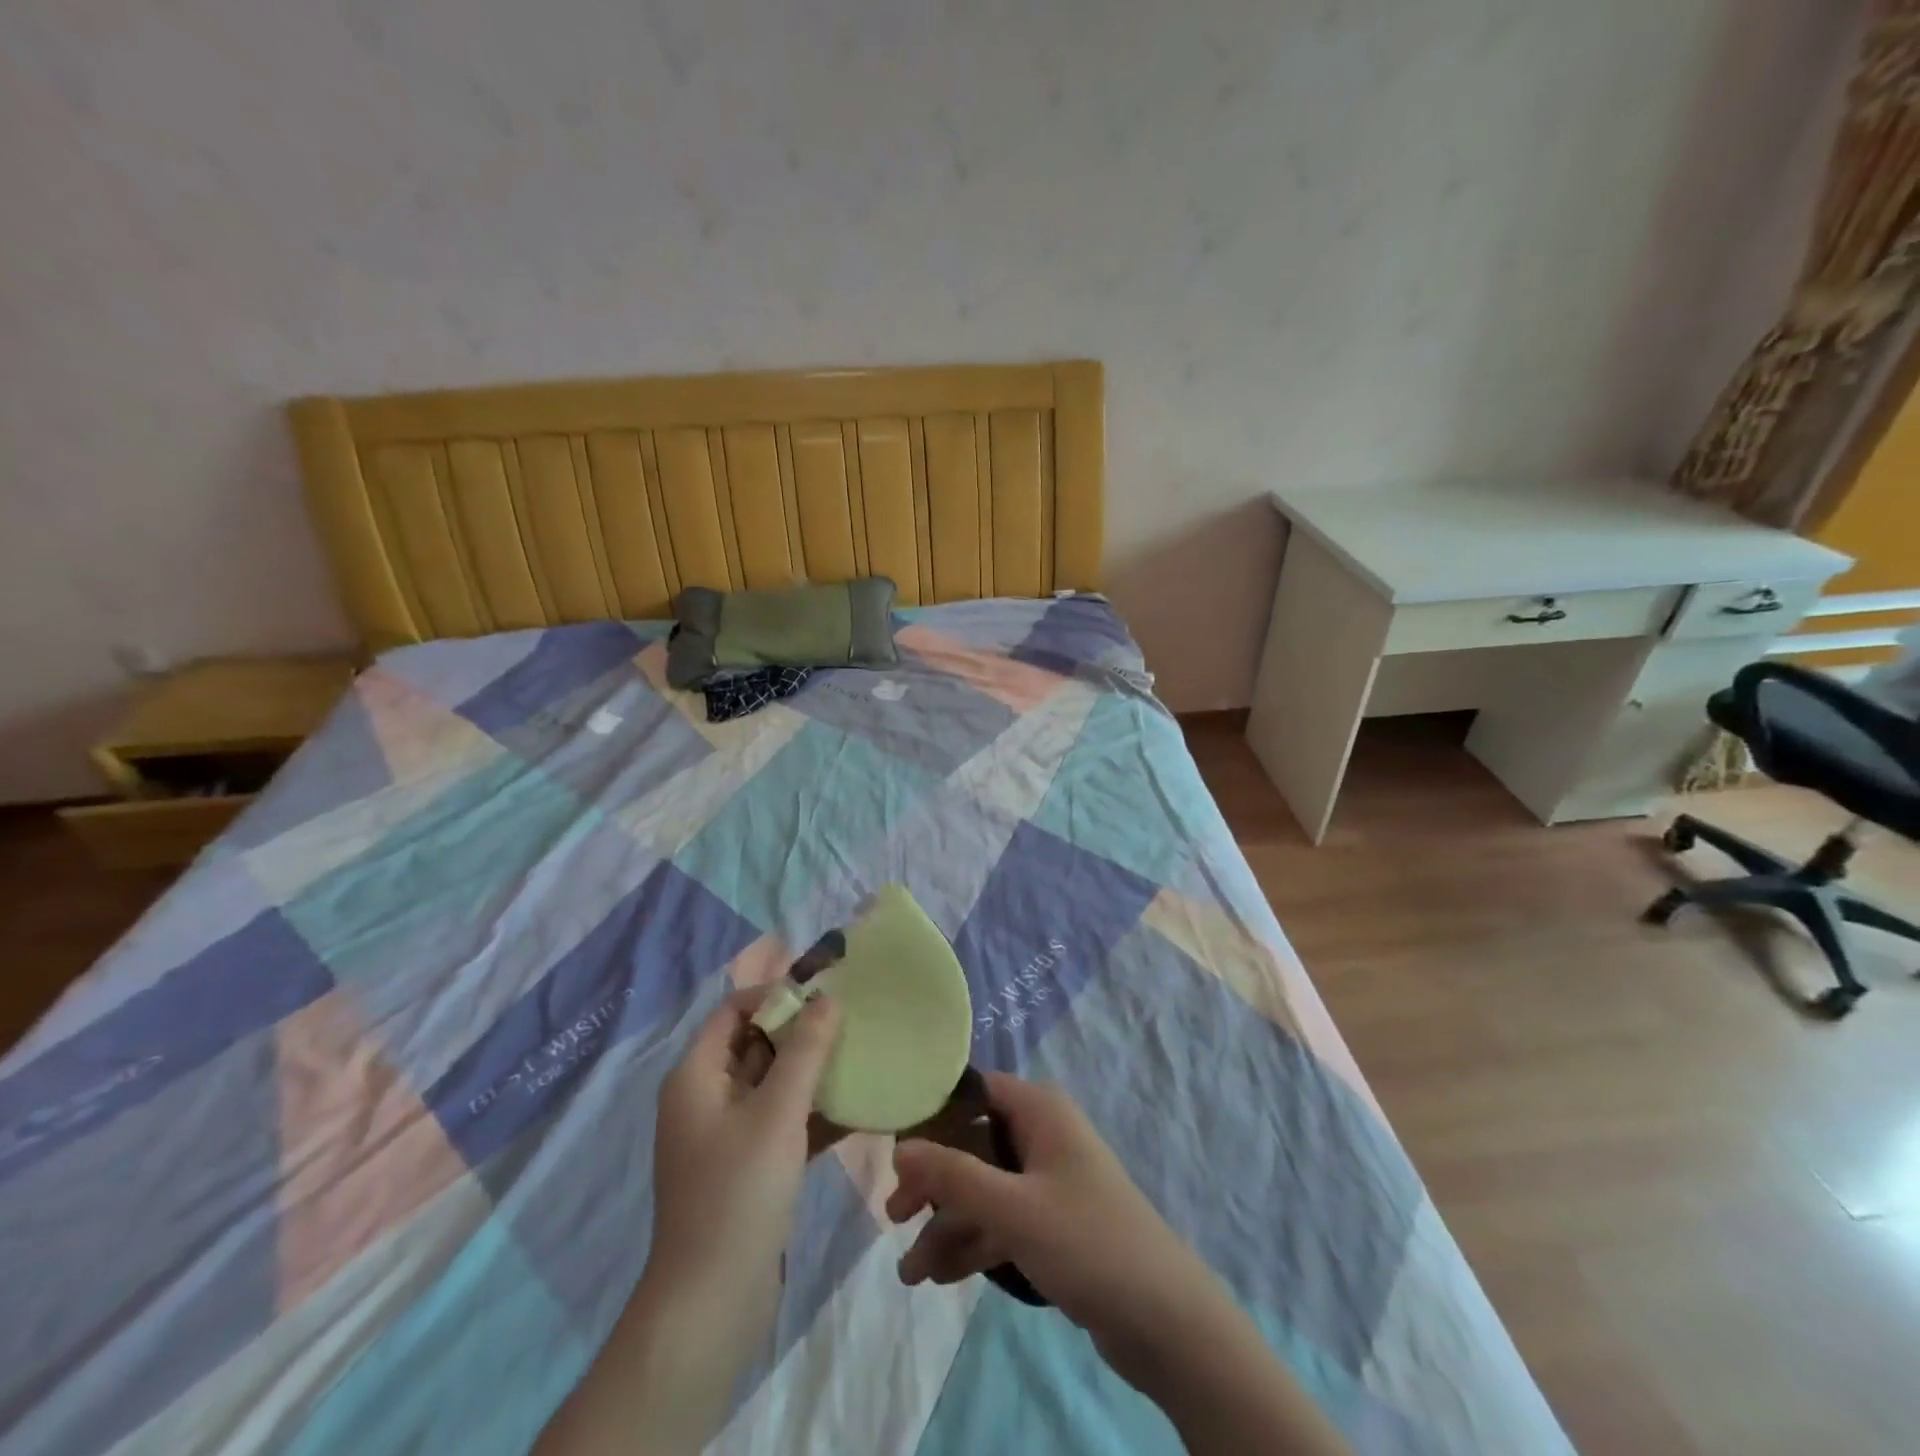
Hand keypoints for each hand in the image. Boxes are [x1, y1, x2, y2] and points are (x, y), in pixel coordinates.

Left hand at [647, 986, 841, 1325]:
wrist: (710, 1306)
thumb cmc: (738, 1193)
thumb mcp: (777, 1112)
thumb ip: (806, 1050)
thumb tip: (828, 997)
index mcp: (697, 1076)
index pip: (734, 1010)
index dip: (776, 995)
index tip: (825, 993)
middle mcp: (706, 1098)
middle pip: (755, 1044)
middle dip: (802, 1031)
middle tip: (852, 1021)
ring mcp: (725, 1136)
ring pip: (773, 1084)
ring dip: (812, 1072)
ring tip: (862, 1057)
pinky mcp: (746, 1168)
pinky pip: (781, 1122)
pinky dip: (812, 1112)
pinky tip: (857, 1109)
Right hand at [885, 1072, 1223, 1386]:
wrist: (1166, 1320)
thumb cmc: (1088, 1242)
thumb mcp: (1013, 1208)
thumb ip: (953, 1175)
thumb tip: (900, 1145)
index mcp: (1039, 1110)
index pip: (973, 1091)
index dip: (933, 1115)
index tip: (893, 1149)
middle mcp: (1042, 1134)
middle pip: (972, 1144)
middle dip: (933, 1183)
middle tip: (894, 1216)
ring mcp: (1048, 1180)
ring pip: (984, 1189)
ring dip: (947, 1225)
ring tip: (910, 1273)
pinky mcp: (1053, 1223)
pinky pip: (1001, 1221)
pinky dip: (973, 1243)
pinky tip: (939, 1277)